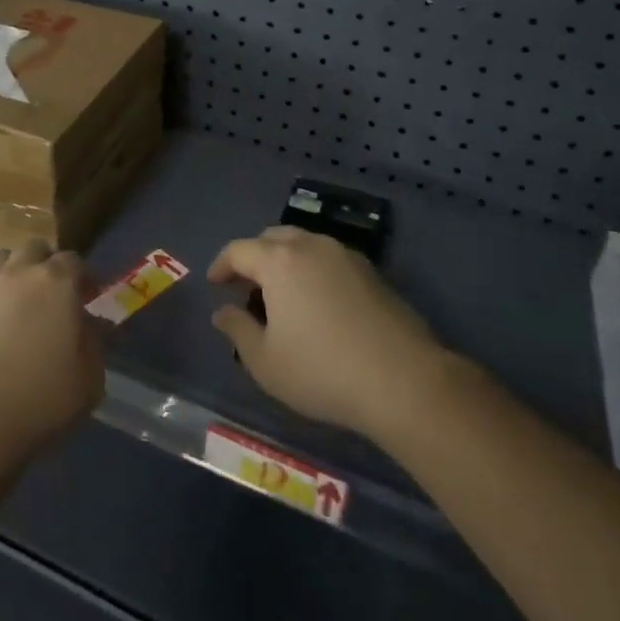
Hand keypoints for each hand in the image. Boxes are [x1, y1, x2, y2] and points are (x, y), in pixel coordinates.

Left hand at [0, 239, 104, 470]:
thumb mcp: (90, 377)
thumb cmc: (42, 401)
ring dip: (11, 273)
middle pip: (34, 249)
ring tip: (14, 300)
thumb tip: (89, 324)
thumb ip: (94, 340)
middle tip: (50, 294)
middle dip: (45, 264)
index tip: (88, 297)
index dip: (83, 277)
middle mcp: (17, 273)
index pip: (74, 260)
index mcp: (56, 283)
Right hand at [210, 226, 448, 439]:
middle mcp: (311, 246)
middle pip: (272, 238)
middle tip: (247, 288)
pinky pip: (329, 259)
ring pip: (303, 245)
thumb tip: (222, 312)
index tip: (215, 284)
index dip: (221, 265)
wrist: (405, 382)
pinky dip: (312, 270)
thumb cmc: (322, 371)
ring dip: (285, 262)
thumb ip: (237, 330)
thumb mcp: (264, 361)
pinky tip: (317, 304)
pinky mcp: (372, 273)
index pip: (238, 250)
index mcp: (279, 261)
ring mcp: (345, 256)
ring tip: (282, 297)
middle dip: (254, 258)